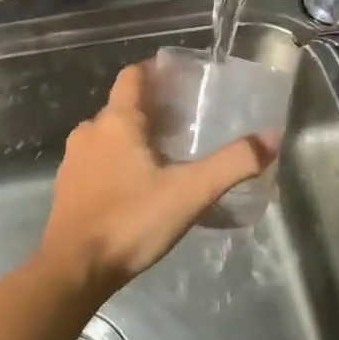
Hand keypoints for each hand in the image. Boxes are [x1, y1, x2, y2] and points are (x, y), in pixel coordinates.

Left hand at [38, 59, 275, 295]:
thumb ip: (233, 164)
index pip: (133, 76)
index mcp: (116, 121)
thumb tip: (271, 138)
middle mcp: (90, 131)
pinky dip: (117, 162)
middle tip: (187, 124)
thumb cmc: (132, 220)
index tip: (181, 79)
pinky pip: (97, 161)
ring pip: (108, 135)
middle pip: (123, 106)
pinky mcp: (68, 186)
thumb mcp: (190, 192)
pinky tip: (138, 186)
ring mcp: (74, 159)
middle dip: (153, 110)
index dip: (156, 71)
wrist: (75, 268)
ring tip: (166, 156)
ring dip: (134, 138)